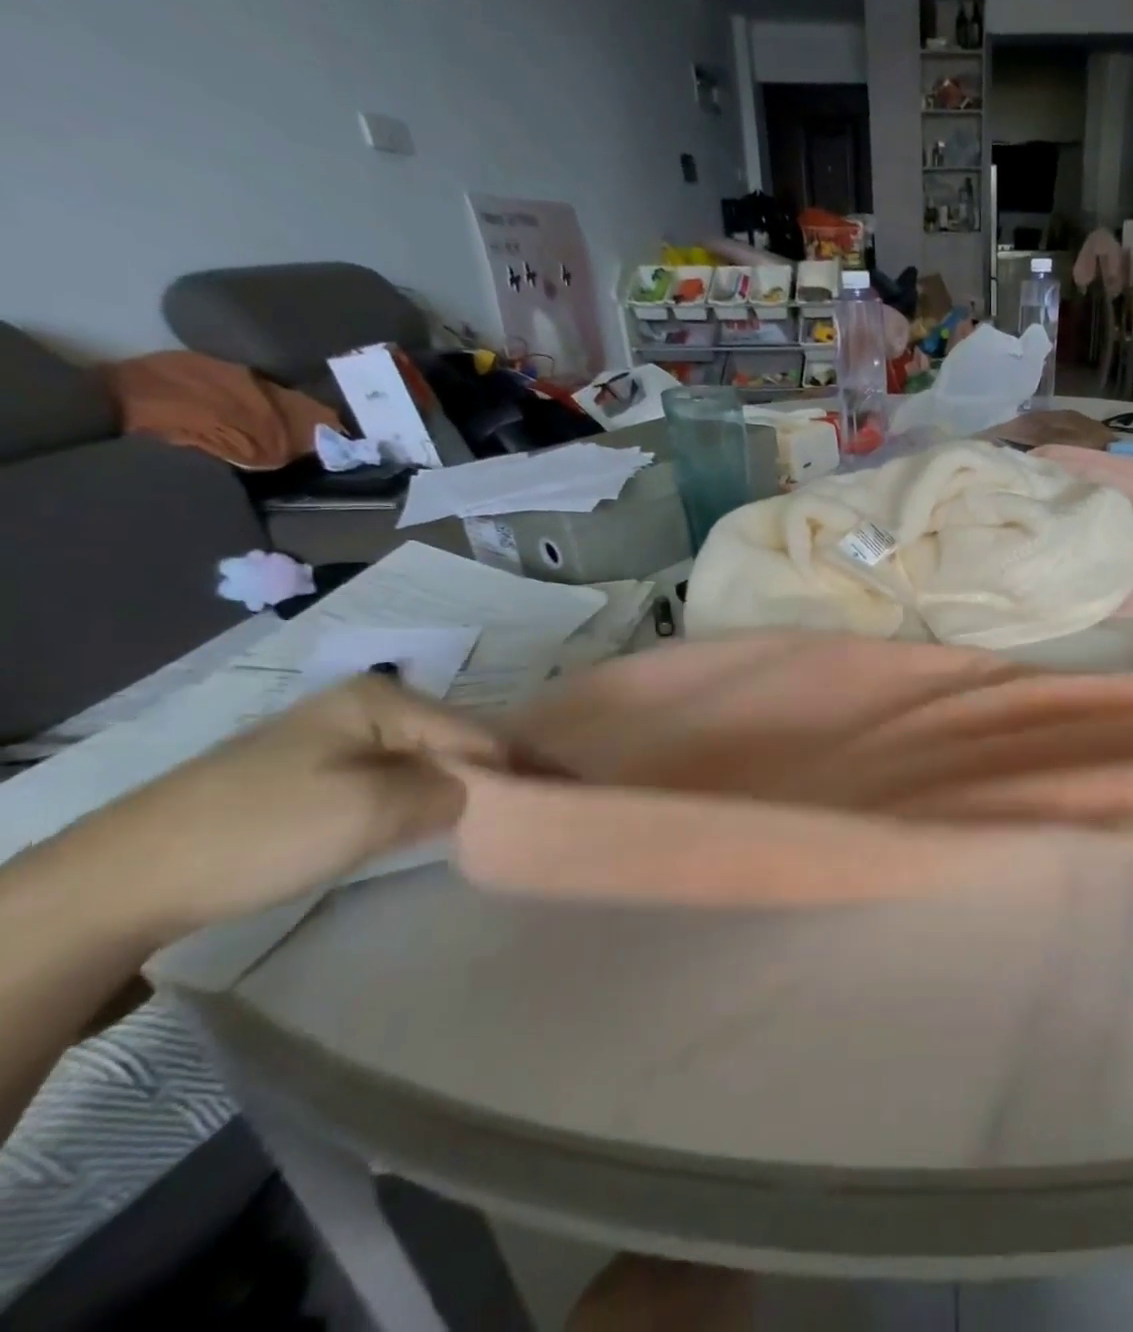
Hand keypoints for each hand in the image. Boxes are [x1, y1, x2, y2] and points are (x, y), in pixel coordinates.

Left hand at [64, 677, 504, 942]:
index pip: (478, 733)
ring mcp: (335, 738)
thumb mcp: (373, 810)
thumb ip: (449, 793)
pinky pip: (393, 780)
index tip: (565, 795)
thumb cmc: (263, 831)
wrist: (124, 879)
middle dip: (495, 776)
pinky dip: (422, 801)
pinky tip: (436, 822)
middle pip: (455, 742)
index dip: (523, 767)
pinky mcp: (314, 774)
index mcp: (382, 697)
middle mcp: (364, 706)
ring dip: (460, 791)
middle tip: (535, 812)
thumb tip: (483, 794)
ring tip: (498, 819)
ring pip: (425, 763)